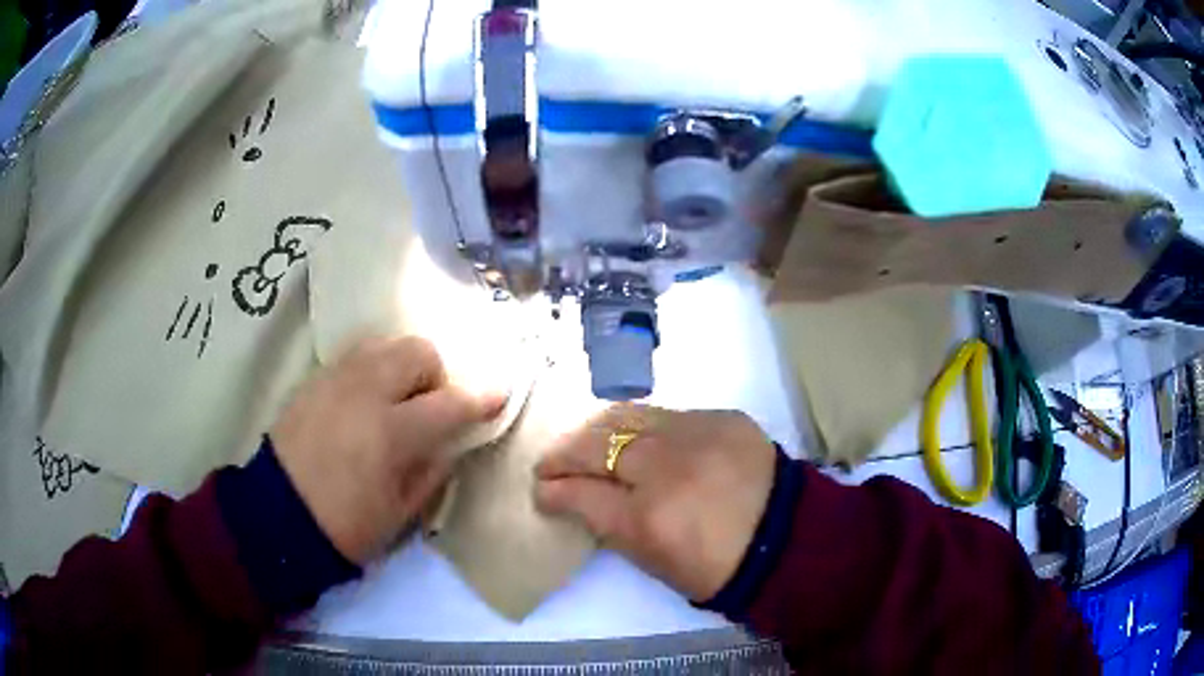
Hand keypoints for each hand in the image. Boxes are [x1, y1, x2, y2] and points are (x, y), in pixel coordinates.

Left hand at [271, 337, 505, 563]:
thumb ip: (432, 470)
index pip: (449, 403)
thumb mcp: (400, 512)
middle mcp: (365, 392)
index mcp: (391, 433)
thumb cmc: (344, 526)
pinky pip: (356, 356)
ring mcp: (336, 380)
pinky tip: (365, 401)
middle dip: (435, 375)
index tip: (498, 396)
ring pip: (385, 345)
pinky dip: (373, 369)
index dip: (480, 399)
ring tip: (395, 400)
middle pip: (418, 352)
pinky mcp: (315, 380)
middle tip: (428, 408)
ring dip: (403, 367)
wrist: (276, 516)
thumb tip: (449, 443)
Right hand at [534, 406, 776, 600]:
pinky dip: (644, 428)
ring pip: (628, 416)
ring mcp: (698, 433)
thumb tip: (572, 497)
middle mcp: (668, 466)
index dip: (553, 489)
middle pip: (597, 443)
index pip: (581, 492)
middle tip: (551, 463)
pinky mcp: (723, 417)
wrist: (788, 539)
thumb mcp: (653, 560)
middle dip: (564, 452)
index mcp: (649, 518)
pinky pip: (668, 415)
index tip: (541, 488)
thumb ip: (607, 523)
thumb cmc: (717, 567)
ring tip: (586, 442)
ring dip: (598, 430)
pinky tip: (639, 440)